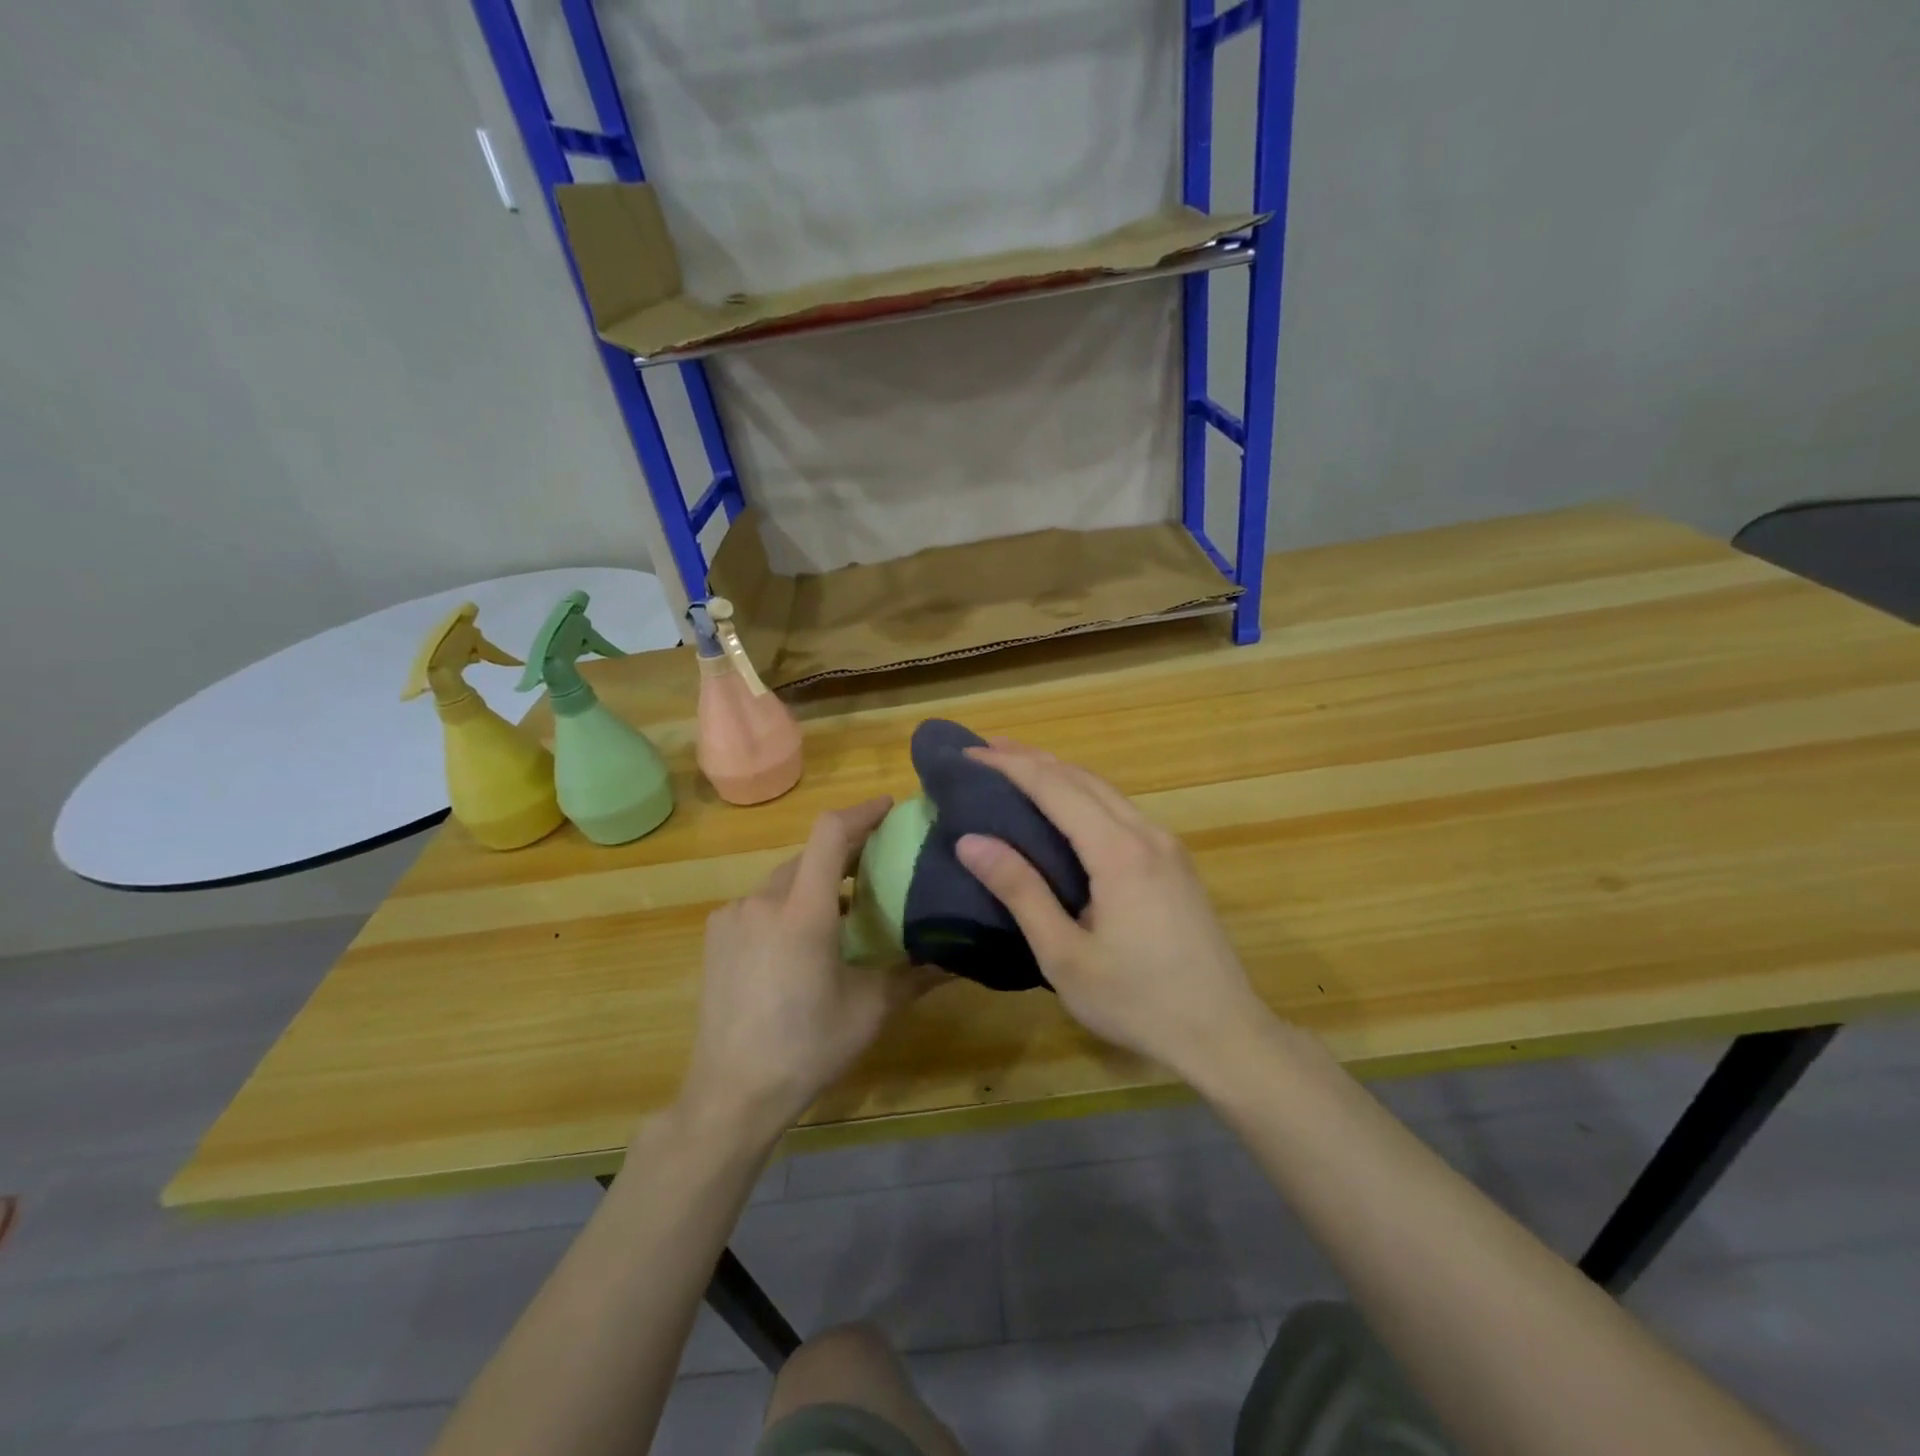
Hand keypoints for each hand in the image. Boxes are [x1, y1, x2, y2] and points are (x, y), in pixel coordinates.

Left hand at [678, 798, 941, 1140]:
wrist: (730, 1094)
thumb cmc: (807, 1048)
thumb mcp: (870, 1010)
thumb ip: (916, 975)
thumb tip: (960, 959)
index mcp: (803, 912)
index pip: (831, 834)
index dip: (862, 812)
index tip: (889, 807)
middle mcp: (763, 900)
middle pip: (810, 856)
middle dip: (845, 853)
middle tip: (879, 866)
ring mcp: (733, 916)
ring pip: (784, 880)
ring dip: (816, 883)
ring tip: (845, 911)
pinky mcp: (716, 936)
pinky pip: (760, 903)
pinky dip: (787, 905)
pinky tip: (800, 941)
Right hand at [955, 743, 1267, 1079]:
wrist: (1224, 1033)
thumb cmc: (1136, 1001)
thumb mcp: (1065, 955)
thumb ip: (1020, 892)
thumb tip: (971, 841)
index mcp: (1119, 852)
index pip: (1055, 787)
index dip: (1010, 766)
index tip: (970, 754)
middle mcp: (1147, 834)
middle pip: (1082, 778)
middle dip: (1032, 759)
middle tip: (985, 750)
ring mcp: (1167, 846)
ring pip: (1106, 791)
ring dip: (1060, 774)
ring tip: (1017, 768)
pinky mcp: (1175, 862)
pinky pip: (1121, 811)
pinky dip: (1083, 796)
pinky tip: (1065, 809)